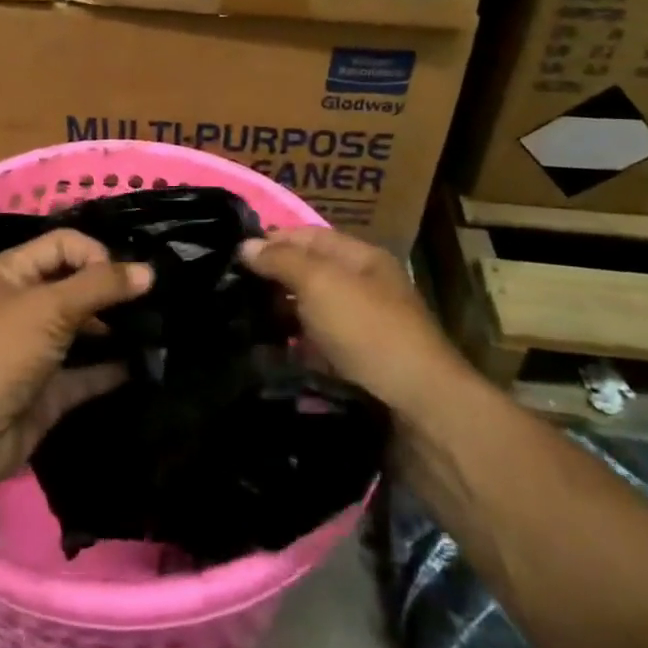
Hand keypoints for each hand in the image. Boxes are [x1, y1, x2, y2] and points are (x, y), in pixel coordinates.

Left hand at [0, 229, 151, 502]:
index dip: (96, 254)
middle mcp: (24, 306)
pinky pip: (88, 373)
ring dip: (117, 329)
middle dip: (112, 291)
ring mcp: (37, 350)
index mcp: (12, 272)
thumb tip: (149, 271)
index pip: (63, 245)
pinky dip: (113, 370)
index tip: (127, 278)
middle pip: (76, 286)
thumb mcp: (49, 306)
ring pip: (84, 330)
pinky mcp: (49, 391)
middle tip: (156, 301)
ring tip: (159, 329)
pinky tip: (146, 364)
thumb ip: (100, 286)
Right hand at [239, 227, 464, 408]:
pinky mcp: (356, 370)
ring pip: (309, 315)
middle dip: (272, 280)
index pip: (309, 236)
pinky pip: (315, 350)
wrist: (419, 411)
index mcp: (363, 259)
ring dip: (278, 318)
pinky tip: (264, 355)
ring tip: (237, 322)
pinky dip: (291, 351)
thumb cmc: (369, 332)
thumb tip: (245, 245)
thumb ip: (282, 261)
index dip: (273, 240)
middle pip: (309, 275)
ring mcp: (361, 332)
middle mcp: (364, 290)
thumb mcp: (321, 283)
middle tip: (228, 290)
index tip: (232, 254)